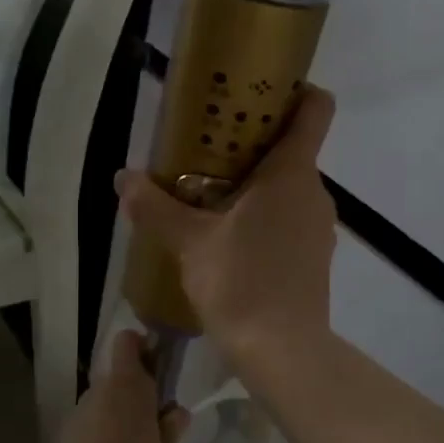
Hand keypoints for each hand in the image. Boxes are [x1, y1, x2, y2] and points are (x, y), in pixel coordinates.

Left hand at [38, 330, 186, 442]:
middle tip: (159, 424)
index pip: (129, 341)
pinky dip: (105, 438)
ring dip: (122, 417)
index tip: (162, 370)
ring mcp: (78, 415)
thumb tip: (174, 415)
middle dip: (139, 391)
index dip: (145, 347)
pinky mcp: (64, 440)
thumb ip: (173, 434)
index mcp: (129, 386)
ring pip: (106, 403)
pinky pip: (93, 427)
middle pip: (120, 375)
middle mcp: (100, 391)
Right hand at [116, 85, 337, 371]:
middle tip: (206, 151)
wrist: (283, 352)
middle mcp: (314, 192)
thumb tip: (123, 178)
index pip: (315, 108)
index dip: (295, 90)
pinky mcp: (315, 256)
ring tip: (210, 198)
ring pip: (289, 187)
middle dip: (252, 144)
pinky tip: (230, 240)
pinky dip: (265, 216)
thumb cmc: (240, 283)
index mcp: (291, 173)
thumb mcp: (189, 243)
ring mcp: (319, 226)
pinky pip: (290, 218)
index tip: (257, 92)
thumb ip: (155, 206)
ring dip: (255, 185)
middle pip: (292, 148)